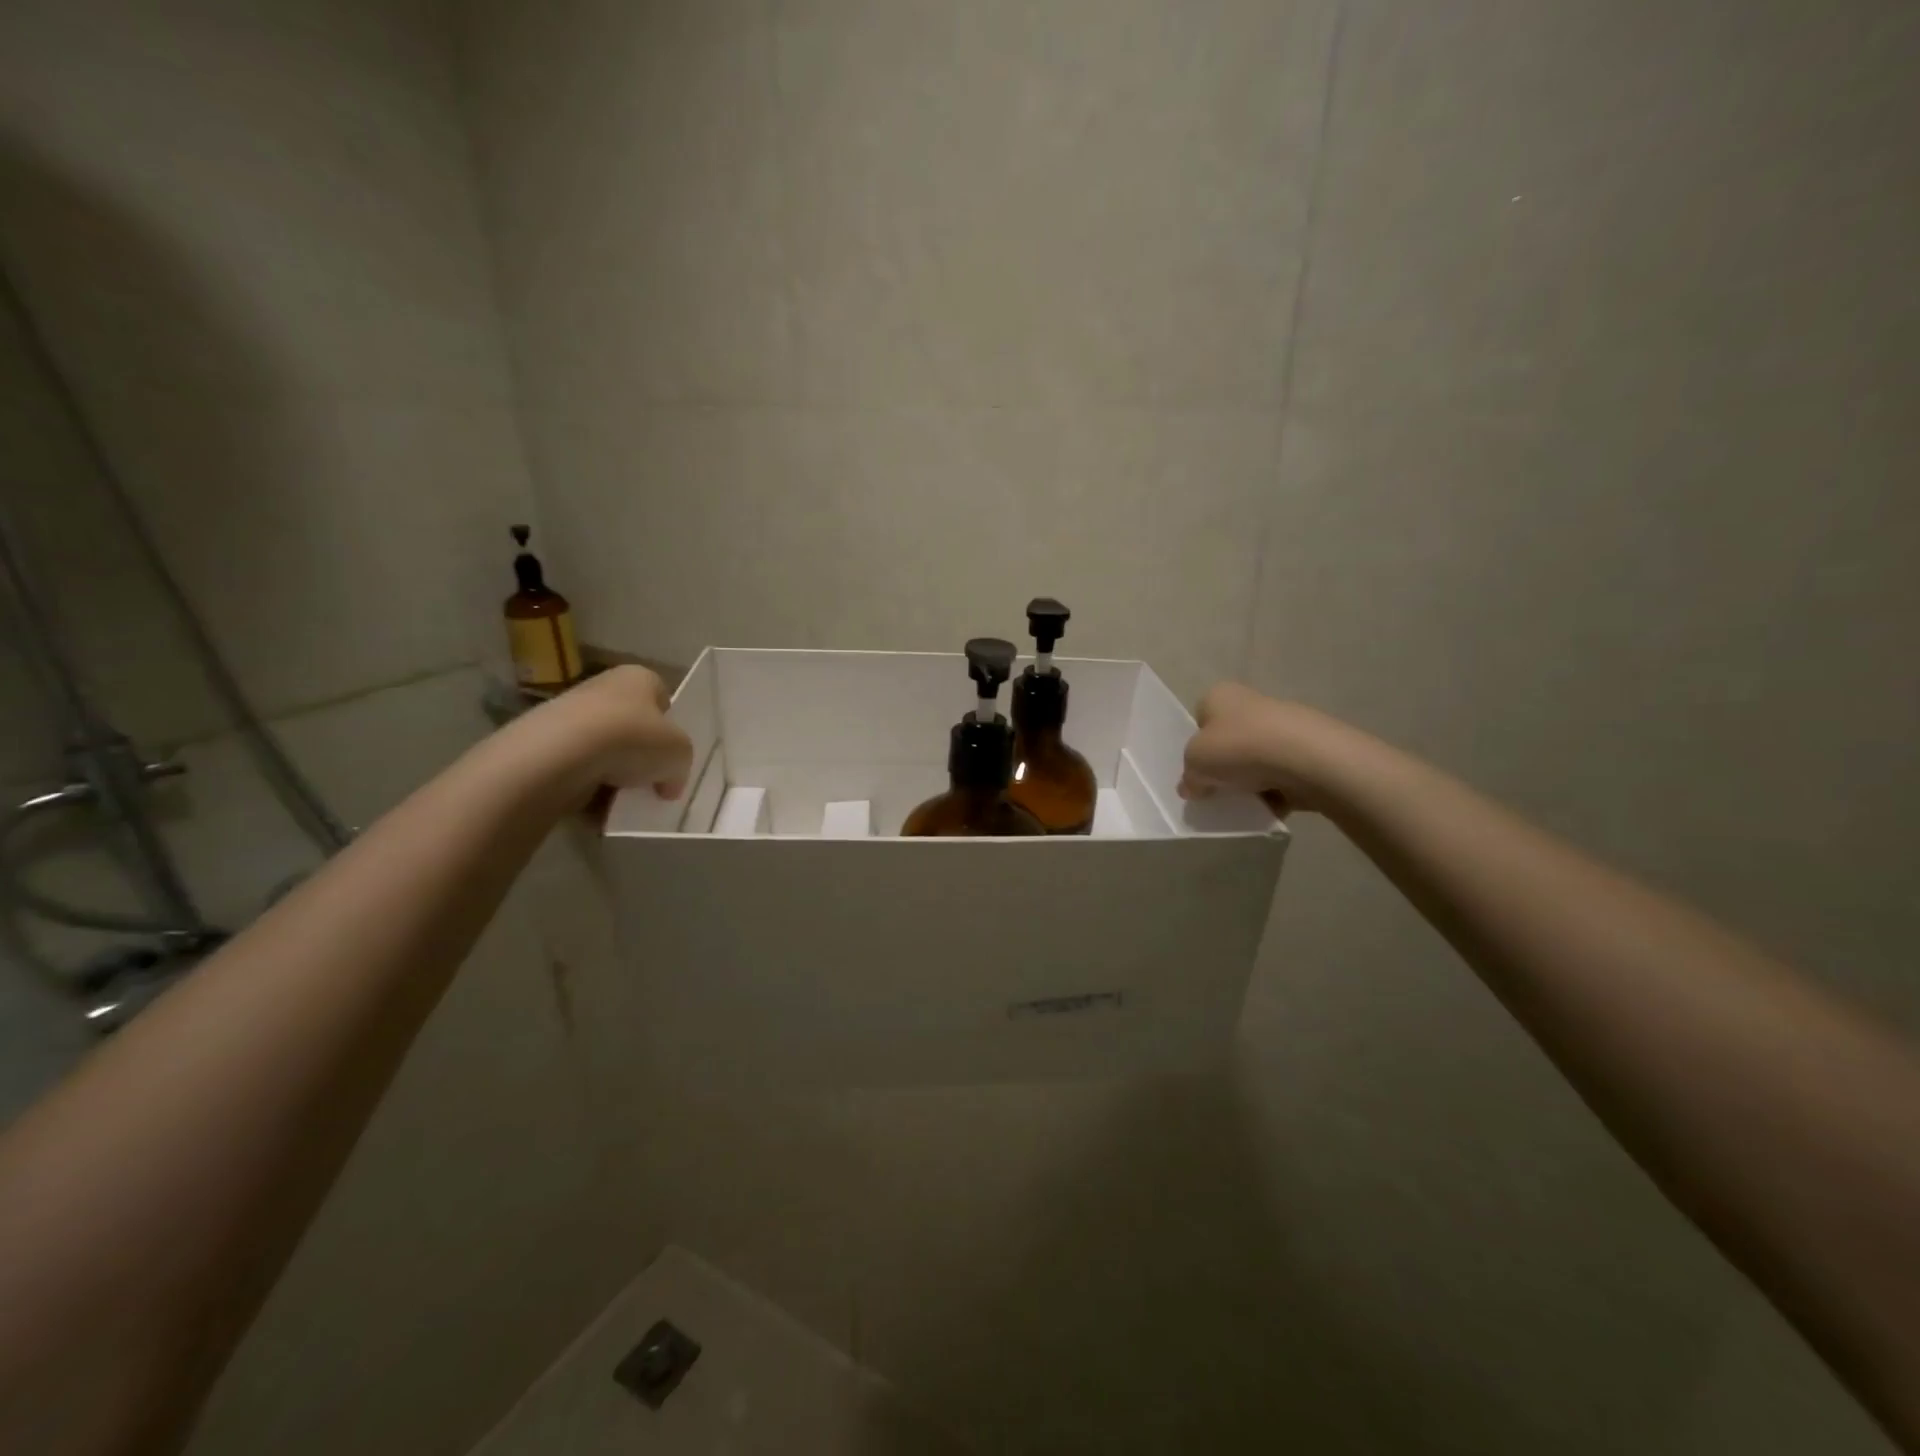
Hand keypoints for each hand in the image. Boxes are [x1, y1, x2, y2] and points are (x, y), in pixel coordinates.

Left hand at [534, 664, 693, 802]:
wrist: (560, 755)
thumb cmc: (632, 739)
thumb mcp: (679, 754)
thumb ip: (680, 766)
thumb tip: (668, 784)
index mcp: (639, 677)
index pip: (662, 698)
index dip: (670, 727)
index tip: (671, 754)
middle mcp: (603, 686)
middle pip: (631, 723)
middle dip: (640, 752)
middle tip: (650, 779)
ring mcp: (568, 712)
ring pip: (603, 746)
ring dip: (613, 770)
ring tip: (622, 795)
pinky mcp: (544, 742)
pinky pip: (577, 766)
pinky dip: (587, 784)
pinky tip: (594, 801)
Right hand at [1179, 682, 1346, 815]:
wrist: (1306, 758)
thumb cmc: (1239, 748)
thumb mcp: (1195, 763)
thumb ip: (1189, 777)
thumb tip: (1192, 787)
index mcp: (1219, 696)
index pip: (1200, 719)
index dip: (1196, 746)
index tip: (1197, 770)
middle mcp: (1251, 702)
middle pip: (1229, 740)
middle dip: (1225, 766)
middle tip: (1217, 791)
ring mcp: (1283, 725)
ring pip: (1256, 759)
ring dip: (1250, 781)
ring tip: (1245, 803)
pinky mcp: (1307, 749)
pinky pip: (1282, 774)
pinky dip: (1276, 791)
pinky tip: (1271, 806)